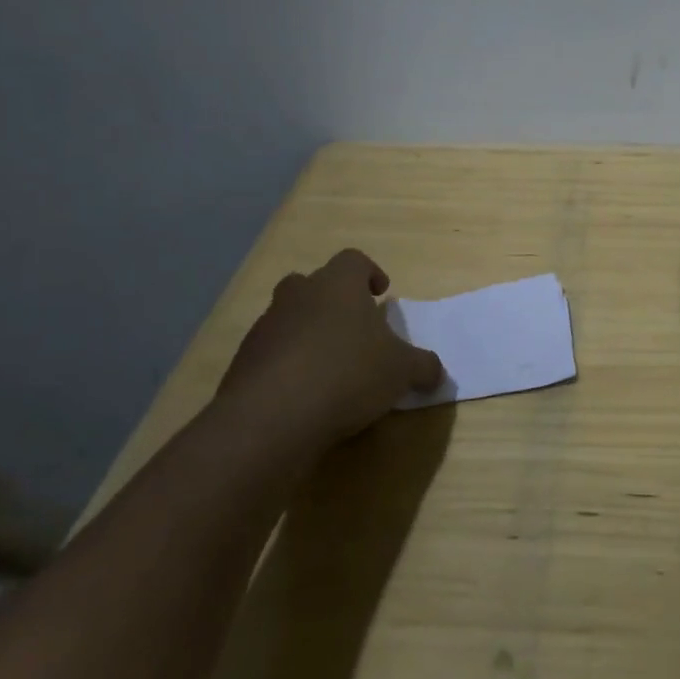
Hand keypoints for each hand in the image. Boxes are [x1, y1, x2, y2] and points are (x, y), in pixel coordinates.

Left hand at [216, 248, 444, 451]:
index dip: (369, 273)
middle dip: (333, 301)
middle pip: (314, 284)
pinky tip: (304, 394)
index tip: (381, 294)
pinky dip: (287, 365)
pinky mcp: (243, 362)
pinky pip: (271, 353)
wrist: (271, 417)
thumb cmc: (348, 374)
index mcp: (338, 285)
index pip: (354, 260)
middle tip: (354, 328)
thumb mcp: (402, 371)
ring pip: (289, 318)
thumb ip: (423, 366)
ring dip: (308, 333)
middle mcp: (298, 295)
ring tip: (331, 367)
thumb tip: (436, 372)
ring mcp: (265, 327)